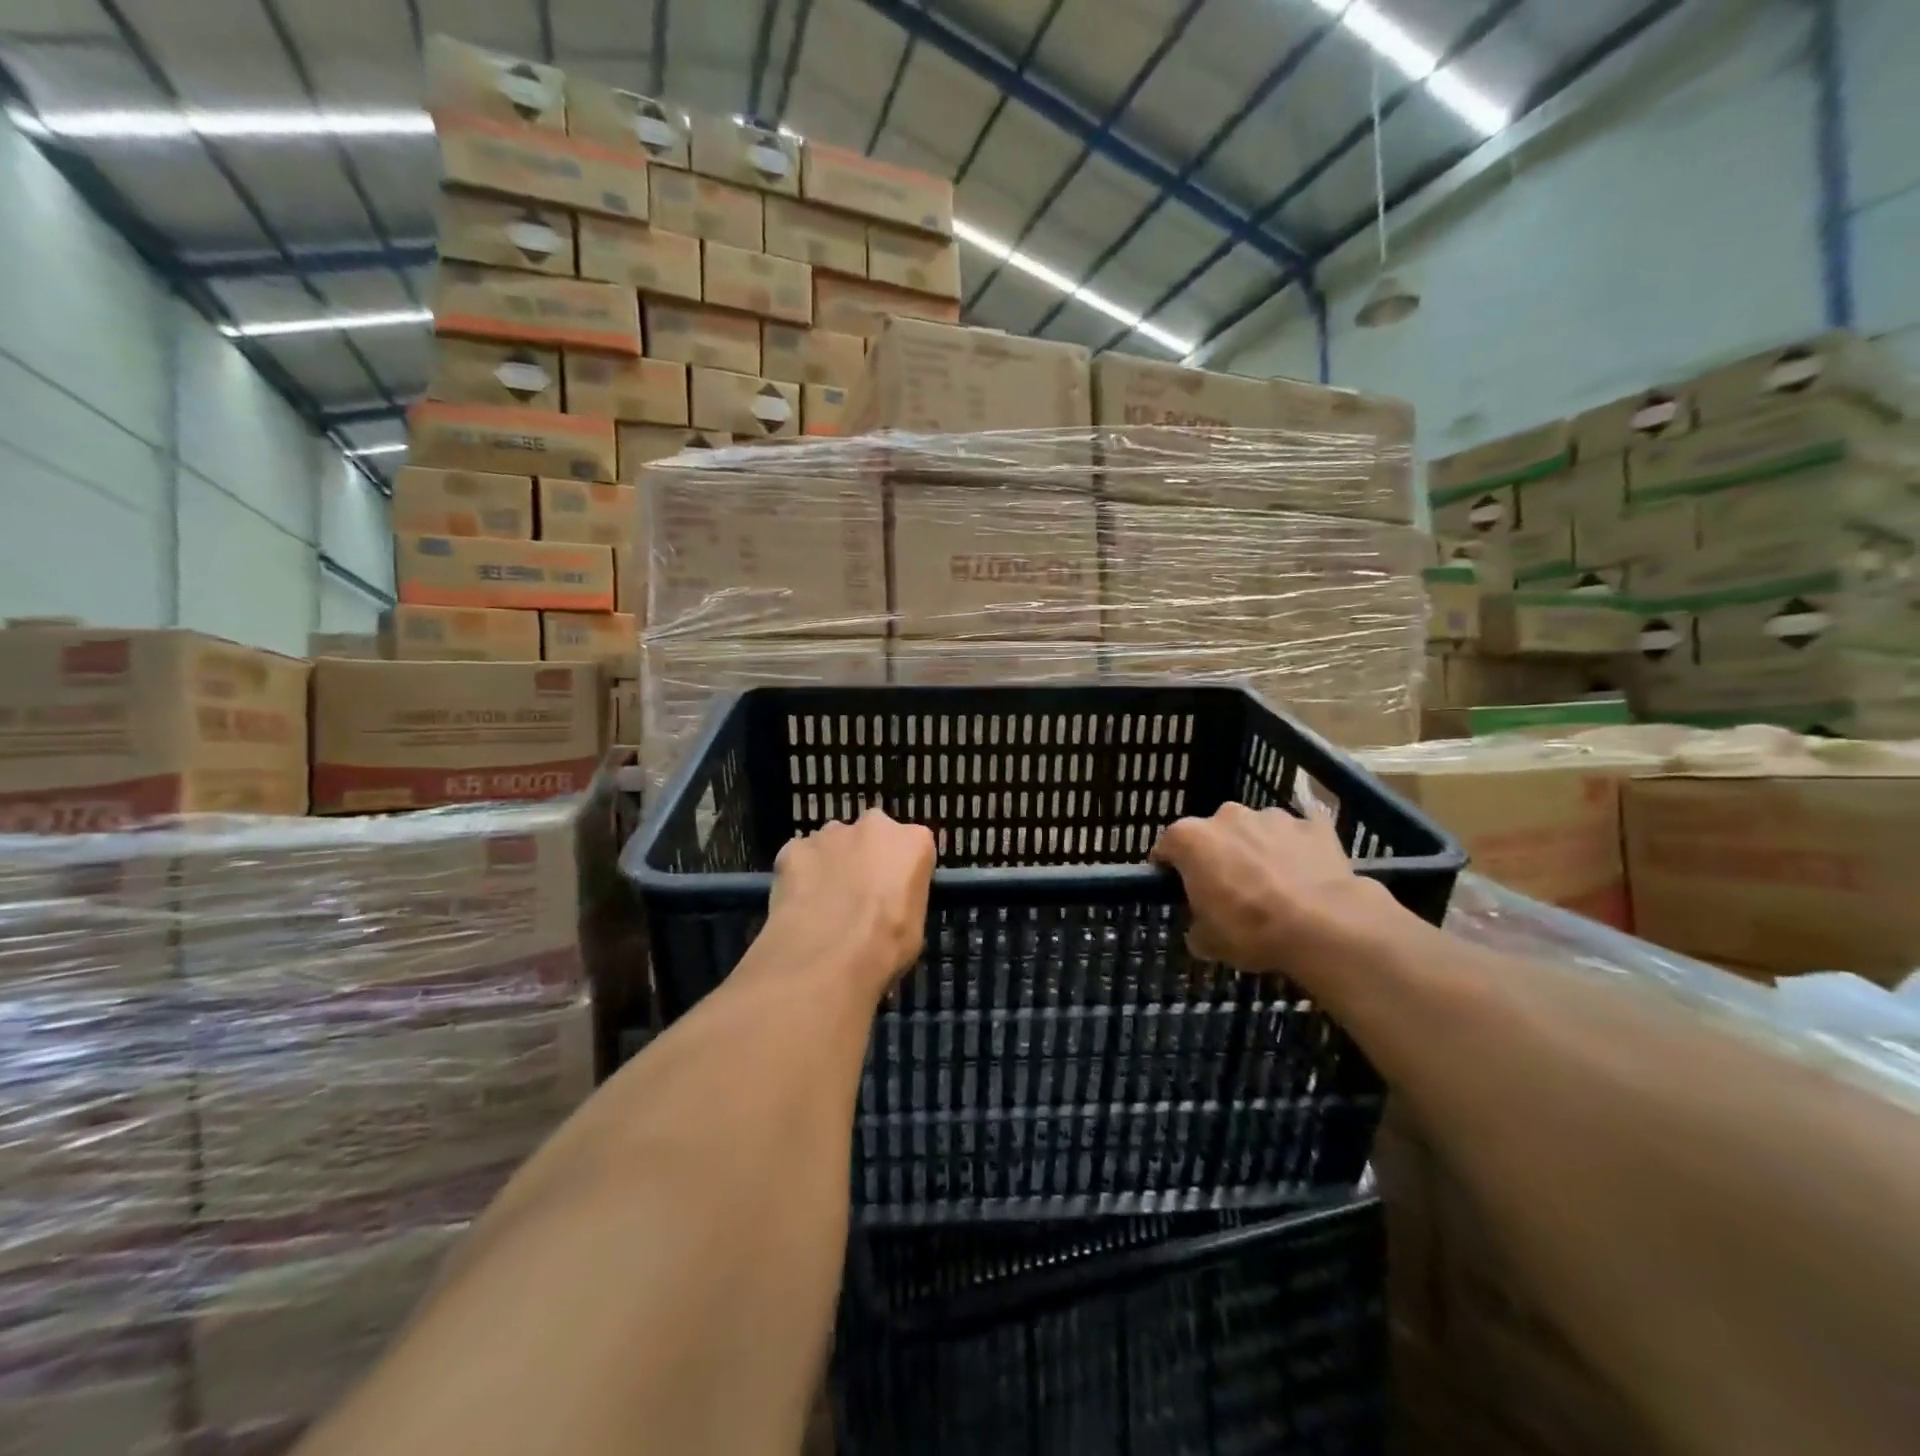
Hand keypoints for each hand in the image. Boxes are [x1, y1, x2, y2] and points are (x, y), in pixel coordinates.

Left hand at [767, 809, 935, 999]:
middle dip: (864, 856)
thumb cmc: (885, 946)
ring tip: (823, 903)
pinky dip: (800, 875)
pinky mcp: (793, 847)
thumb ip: (903, 896)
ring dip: (831, 863)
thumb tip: (887, 901)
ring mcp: (829, 833)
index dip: (900, 871)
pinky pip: (800, 857)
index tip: (892, 893)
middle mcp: (873, 825)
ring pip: (832, 843)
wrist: (826, 959)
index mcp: (913, 841)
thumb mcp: (915, 925)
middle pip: (870, 835)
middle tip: (857, 894)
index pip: (912, 846)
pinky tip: (798, 905)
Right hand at [1150, 800, 1395, 979]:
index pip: (1168, 846)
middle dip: (1218, 855)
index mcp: (1192, 839)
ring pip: (1256, 830)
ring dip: (1258, 849)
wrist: (1324, 925)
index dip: (1170, 867)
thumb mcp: (1209, 942)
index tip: (1179, 887)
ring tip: (1275, 885)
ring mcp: (1272, 816)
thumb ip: (1197, 928)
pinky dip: (1298, 849)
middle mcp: (1227, 816)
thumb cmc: (1251, 929)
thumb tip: (1201, 930)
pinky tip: (1307, 875)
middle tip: (1230, 890)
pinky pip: (1299, 834)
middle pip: (1214, 833)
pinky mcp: (1313, 824)